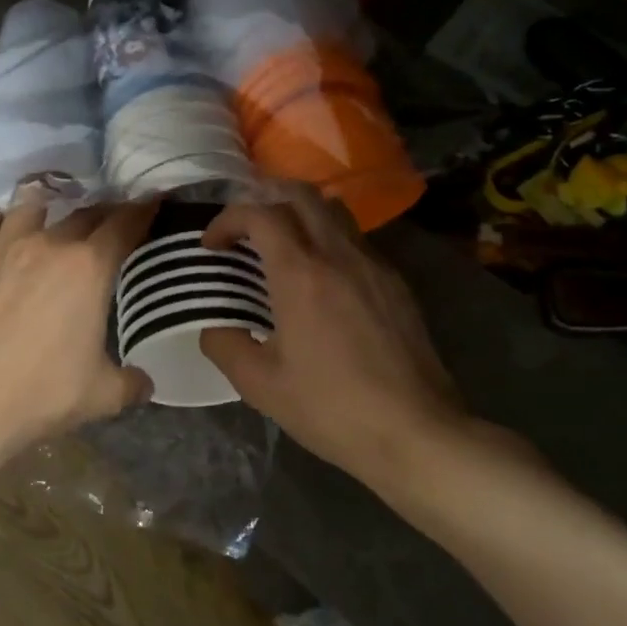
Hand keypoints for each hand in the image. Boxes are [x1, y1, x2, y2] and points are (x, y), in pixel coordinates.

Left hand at [0, 195, 155, 488]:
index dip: (143, 209)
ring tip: (51, 216)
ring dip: (48, 206)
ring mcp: (3, 245)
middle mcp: (49, 244)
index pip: (126, 224)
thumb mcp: (101, 396)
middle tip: (111, 223)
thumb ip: (131, 383)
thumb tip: (145, 382)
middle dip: (103, 213)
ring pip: (30, 204)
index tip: (152, 201)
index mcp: (89, 268)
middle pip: (84, 212)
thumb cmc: (40, 395)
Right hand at [200, 189, 473, 482]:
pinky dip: (328, 240)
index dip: (227, 220)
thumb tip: (213, 327)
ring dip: (300, 214)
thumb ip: (224, 345)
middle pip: (300, 194)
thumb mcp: (260, 385)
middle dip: (264, 199)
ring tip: (281, 247)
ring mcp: (374, 266)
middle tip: (244, 230)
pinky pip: (356, 241)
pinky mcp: (396, 284)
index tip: (212, 246)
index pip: (259, 214)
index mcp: (300, 274)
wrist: (414, 431)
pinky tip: (321, 280)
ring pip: (334, 212)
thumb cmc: (330, 407)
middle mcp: (338, 255)